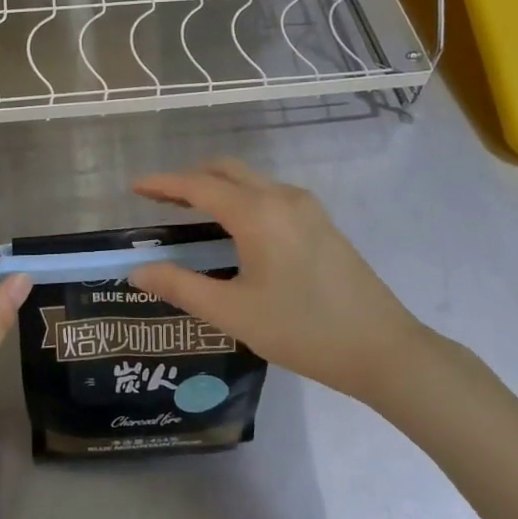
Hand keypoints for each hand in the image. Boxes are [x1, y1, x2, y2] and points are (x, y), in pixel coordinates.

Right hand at [128, 158, 428, 401]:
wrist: (383, 349)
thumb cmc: (302, 331)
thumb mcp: (233, 312)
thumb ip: (180, 286)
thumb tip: (137, 270)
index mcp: (257, 213)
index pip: (198, 186)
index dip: (162, 184)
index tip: (134, 187)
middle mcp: (281, 197)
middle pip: (226, 169)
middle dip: (189, 178)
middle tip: (160, 199)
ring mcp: (307, 207)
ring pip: (251, 179)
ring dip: (217, 185)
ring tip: (191, 212)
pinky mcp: (321, 222)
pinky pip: (270, 193)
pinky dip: (241, 196)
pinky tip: (235, 227)